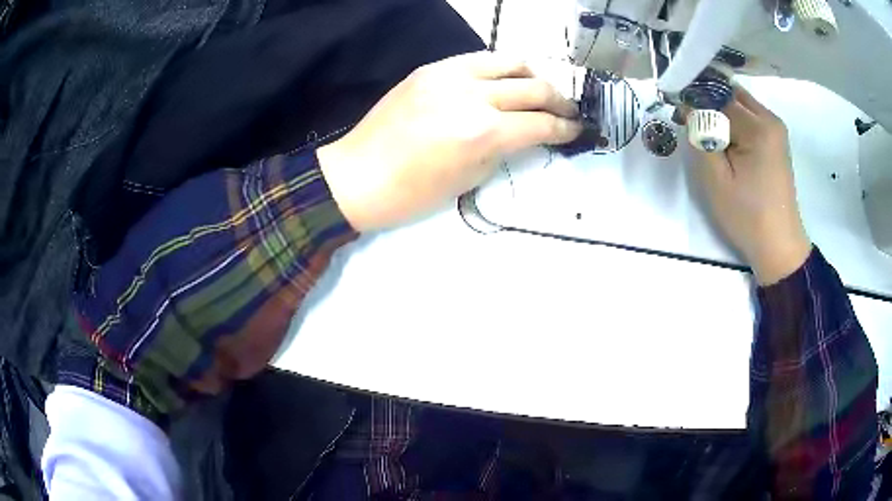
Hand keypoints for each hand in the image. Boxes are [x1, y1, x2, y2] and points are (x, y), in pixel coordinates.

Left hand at [317, 51, 581, 231]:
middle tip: (568, 111)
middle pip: (534, 88)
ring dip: (534, 76)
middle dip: (560, 101)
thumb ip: (504, 149)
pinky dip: (500, 69)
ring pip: (510, 62)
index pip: (541, 124)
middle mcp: (473, 96)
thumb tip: (525, 133)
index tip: (577, 129)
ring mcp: (450, 76)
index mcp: (483, 132)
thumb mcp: (470, 178)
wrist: (358, 176)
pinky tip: (503, 81)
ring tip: (540, 90)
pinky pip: (478, 59)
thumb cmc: (412, 192)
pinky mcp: (431, 69)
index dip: (565, 128)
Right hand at [691, 87, 811, 285]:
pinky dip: (733, 121)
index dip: (695, 101)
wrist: (779, 245)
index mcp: (758, 127)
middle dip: (707, 103)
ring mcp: (776, 128)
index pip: (717, 97)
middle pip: (729, 94)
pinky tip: (725, 142)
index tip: (678, 115)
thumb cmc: (747, 217)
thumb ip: (701, 136)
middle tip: (692, 124)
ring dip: (720, 112)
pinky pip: (749, 117)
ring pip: (739, 103)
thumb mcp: (716, 179)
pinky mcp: (776, 139)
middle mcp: (770, 119)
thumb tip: (688, 106)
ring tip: (707, 135)